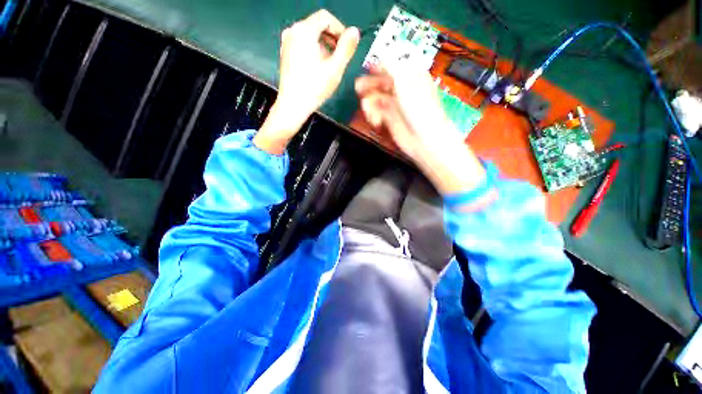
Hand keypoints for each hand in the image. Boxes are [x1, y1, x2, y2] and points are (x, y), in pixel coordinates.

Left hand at [254, 10, 359, 154]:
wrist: (293, 105)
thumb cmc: (314, 88)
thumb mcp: (335, 68)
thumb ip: (346, 48)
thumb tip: (354, 32)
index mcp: (304, 31)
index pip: (326, 18)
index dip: (340, 29)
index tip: (346, 45)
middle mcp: (293, 32)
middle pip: (317, 25)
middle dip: (332, 38)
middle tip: (340, 56)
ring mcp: (287, 43)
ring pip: (310, 35)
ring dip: (324, 45)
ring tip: (330, 65)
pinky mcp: (286, 53)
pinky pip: (303, 44)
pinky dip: (314, 50)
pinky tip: (318, 68)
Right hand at [355, 66, 486, 194]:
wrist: (423, 138)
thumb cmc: (418, 108)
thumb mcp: (405, 81)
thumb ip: (391, 65)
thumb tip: (382, 52)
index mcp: (409, 76)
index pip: (391, 66)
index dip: (378, 66)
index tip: (367, 68)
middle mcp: (401, 89)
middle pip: (380, 83)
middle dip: (369, 85)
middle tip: (358, 88)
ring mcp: (394, 105)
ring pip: (375, 99)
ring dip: (370, 104)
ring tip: (370, 111)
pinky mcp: (389, 120)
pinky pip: (376, 113)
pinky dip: (373, 116)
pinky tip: (376, 121)